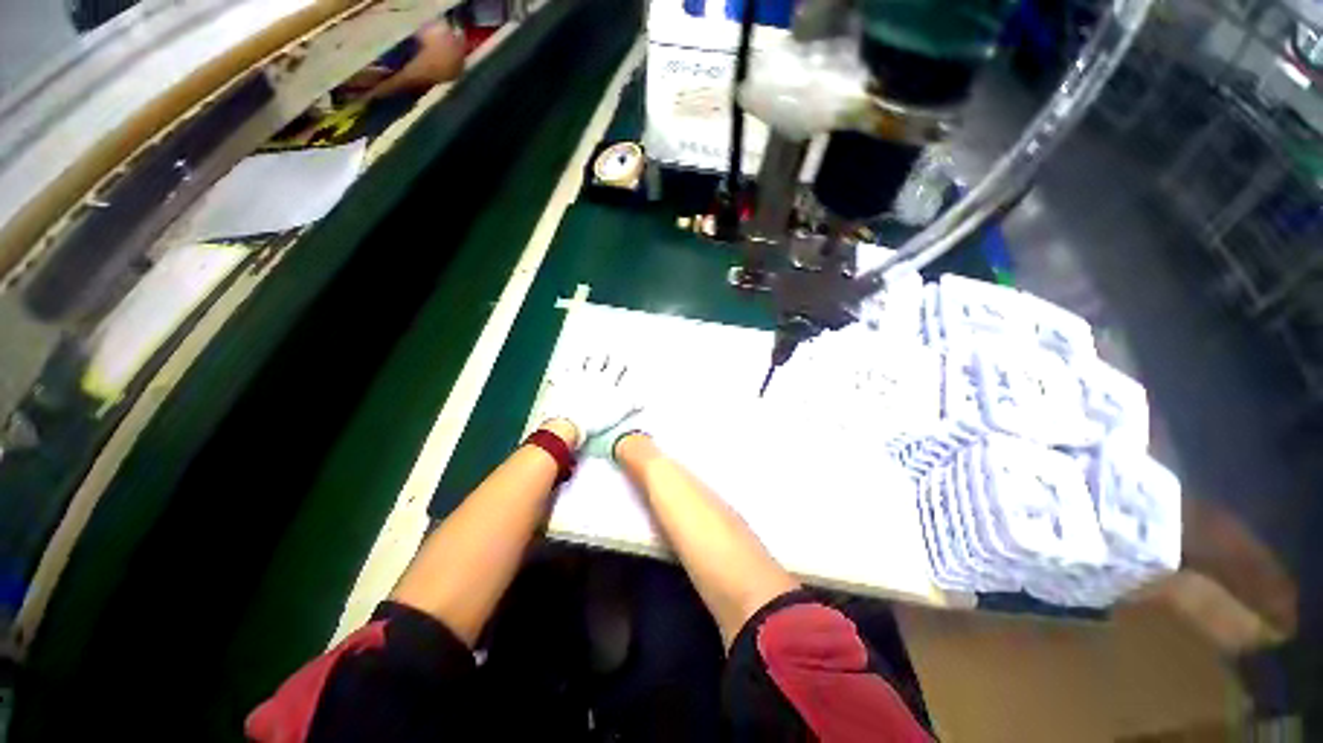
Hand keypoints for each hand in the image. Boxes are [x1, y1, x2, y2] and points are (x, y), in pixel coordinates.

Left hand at [540, 354, 641, 451]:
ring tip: (587, 355)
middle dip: (604, 355)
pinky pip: (561, 372)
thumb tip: (641, 402)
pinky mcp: (561, 383)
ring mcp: (575, 377)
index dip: (621, 363)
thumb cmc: (595, 418)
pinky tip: (563, 368)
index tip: (623, 363)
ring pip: (580, 360)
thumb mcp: (619, 412)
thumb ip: (630, 404)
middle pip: (599, 359)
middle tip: (606, 354)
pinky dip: (562, 370)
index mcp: (607, 381)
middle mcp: (592, 375)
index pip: (618, 366)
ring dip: (584, 357)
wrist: (570, 423)